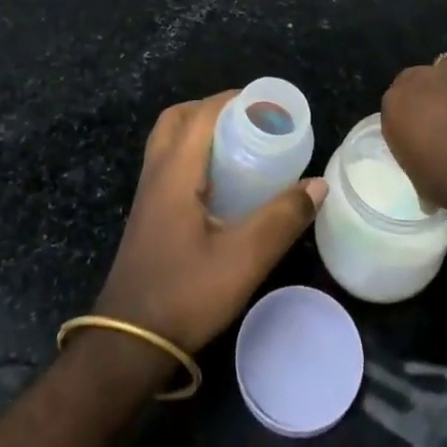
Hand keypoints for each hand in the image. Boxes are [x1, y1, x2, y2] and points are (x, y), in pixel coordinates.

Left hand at [93, 92, 325, 353]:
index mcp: (175, 171)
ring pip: (169, 142)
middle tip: (248, 121)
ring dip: (200, 131)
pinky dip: (193, 156)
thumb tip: (318, 184)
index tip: (267, 104)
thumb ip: (282, 219)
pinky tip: (221, 184)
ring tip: (239, 146)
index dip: (233, 100)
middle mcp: (156, 174)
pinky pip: (168, 165)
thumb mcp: (244, 259)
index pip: (201, 114)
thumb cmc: (185, 294)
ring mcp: (147, 196)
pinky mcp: (148, 217)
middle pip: (177, 119)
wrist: (128, 346)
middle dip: (212, 109)